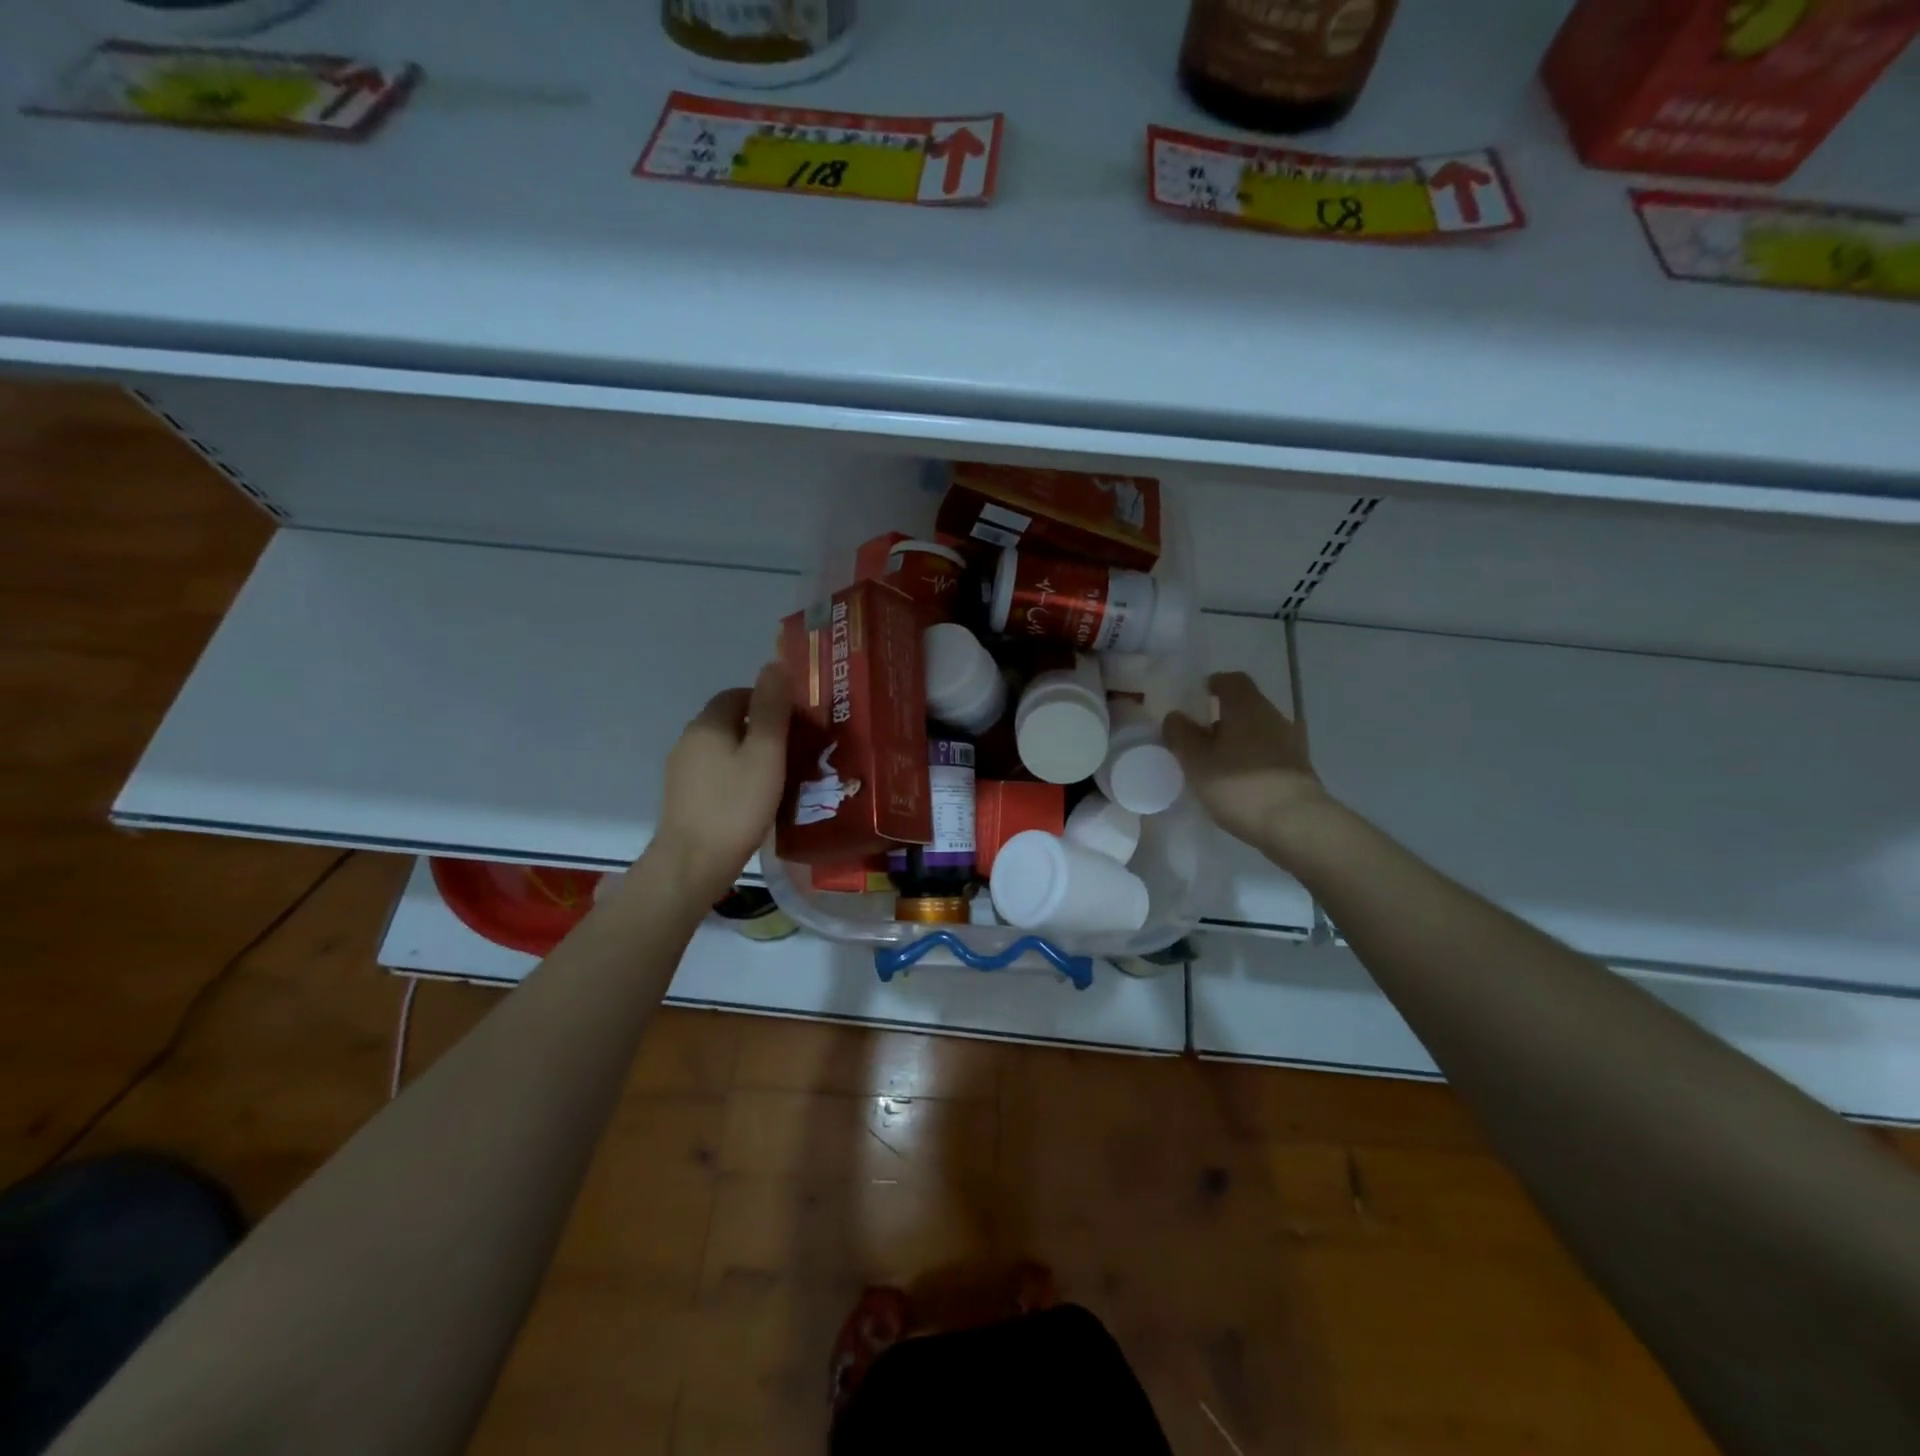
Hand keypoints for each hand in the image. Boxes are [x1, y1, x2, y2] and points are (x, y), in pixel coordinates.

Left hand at [649, 662, 791, 901]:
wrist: (693, 864)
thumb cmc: (736, 806)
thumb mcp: (765, 754)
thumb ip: (772, 709)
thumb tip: (774, 663)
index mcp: (708, 724)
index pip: (738, 694)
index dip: (768, 701)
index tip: (796, 722)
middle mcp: (689, 740)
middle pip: (730, 721)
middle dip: (762, 728)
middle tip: (795, 750)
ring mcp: (682, 770)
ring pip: (723, 748)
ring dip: (750, 753)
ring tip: (780, 776)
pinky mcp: (683, 797)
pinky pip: (715, 772)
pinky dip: (737, 775)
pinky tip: (755, 798)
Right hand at [1163, 671, 1334, 858]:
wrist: (1295, 824)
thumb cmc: (1239, 786)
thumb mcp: (1196, 762)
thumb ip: (1181, 735)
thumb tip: (1175, 716)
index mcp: (1247, 706)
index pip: (1231, 680)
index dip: (1212, 685)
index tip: (1195, 700)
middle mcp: (1273, 716)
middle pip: (1245, 705)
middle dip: (1222, 716)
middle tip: (1199, 737)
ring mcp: (1291, 741)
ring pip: (1258, 729)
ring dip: (1238, 739)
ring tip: (1217, 762)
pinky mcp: (1299, 766)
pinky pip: (1269, 751)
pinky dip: (1253, 758)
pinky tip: (1240, 780)